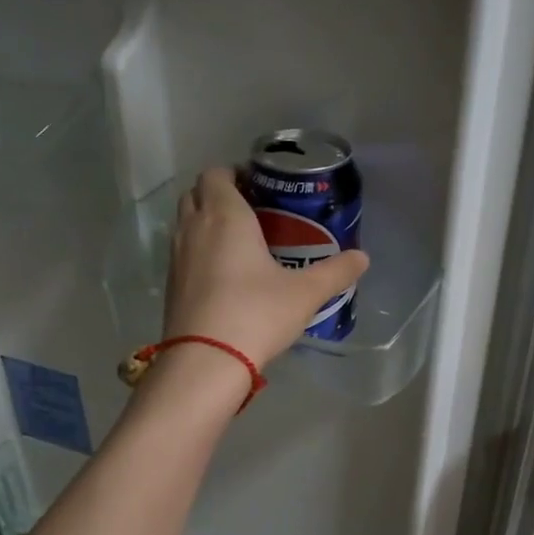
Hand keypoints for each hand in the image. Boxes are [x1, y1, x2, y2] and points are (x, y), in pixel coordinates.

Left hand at [163, 168, 369, 369]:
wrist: (206, 361)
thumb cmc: (256, 314)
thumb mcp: (305, 293)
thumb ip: (335, 272)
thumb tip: (363, 257)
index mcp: (225, 216)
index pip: (216, 173)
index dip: (234, 173)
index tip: (258, 186)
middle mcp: (194, 228)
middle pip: (196, 193)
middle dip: (219, 195)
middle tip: (251, 211)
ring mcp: (176, 257)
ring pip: (186, 223)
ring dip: (206, 223)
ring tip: (239, 242)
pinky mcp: (170, 284)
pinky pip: (182, 252)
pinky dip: (199, 251)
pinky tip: (224, 275)